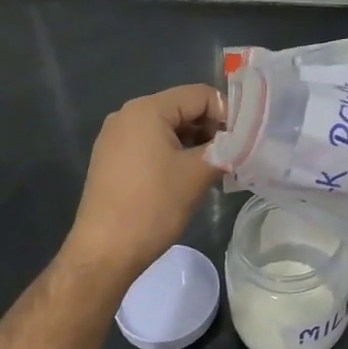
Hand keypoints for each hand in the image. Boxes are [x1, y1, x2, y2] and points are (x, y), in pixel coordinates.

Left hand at [64, 84, 224, 280]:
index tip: (244, 140)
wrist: (103, 253)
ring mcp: (115, 137)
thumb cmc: (152, 207)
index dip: (227, 113)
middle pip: (182, 108)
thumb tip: (242, 140)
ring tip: (212, 168)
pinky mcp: (110, 158)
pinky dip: (172, 153)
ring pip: (167, 127)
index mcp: (147, 109)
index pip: (200, 95)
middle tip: (232, 155)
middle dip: (210, 128)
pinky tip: (185, 177)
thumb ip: (225, 148)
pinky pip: (150, 143)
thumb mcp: (198, 174)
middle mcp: (127, 114)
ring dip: (193, 142)